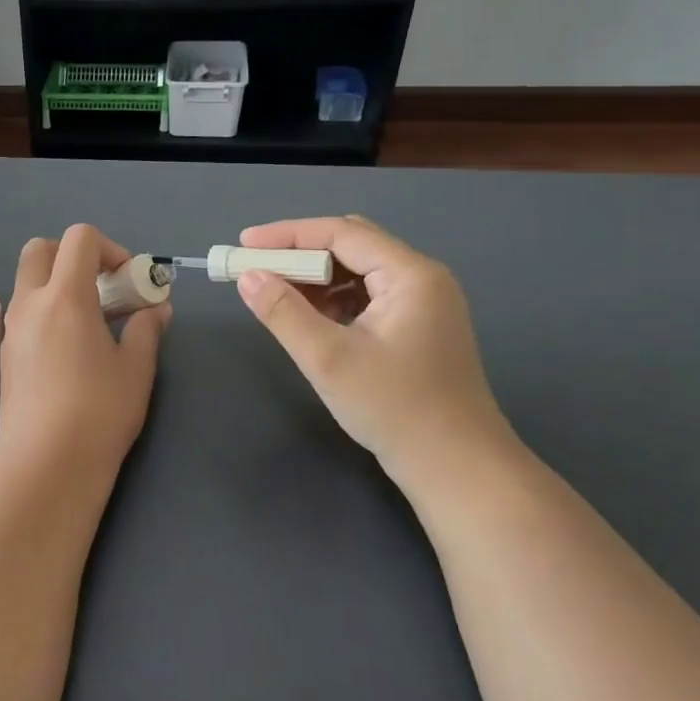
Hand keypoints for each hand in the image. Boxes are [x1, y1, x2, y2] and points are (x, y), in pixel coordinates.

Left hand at [0, 225, 169, 483]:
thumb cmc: (99, 412)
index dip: (110, 248)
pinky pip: (24, 313)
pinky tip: (71, 350)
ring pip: (28, 283)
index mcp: (64, 296)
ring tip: (92, 323)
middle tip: (103, 288)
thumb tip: (157, 309)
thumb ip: (147, 329)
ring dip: (58, 284)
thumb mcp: (136, 369)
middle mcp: (30, 304)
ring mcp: (12, 330)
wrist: (46, 464)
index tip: (129, 280)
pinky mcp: (6, 355)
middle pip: (40, 249)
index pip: (79, 239)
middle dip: (72, 256)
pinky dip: (47, 312)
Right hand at [235, 216, 511, 479]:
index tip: (243, 244)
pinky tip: (306, 316)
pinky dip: (331, 299)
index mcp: (410, 275)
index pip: (341, 234)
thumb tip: (247, 277)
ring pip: (357, 271)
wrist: (456, 466)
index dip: (287, 235)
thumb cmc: (394, 408)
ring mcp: (422, 304)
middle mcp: (421, 279)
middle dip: (299, 251)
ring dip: (314, 277)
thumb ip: (283, 312)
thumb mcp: (328, 359)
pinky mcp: (415, 327)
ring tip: (273, 291)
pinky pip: (365, 296)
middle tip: (255, 264)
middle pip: (352, 244)